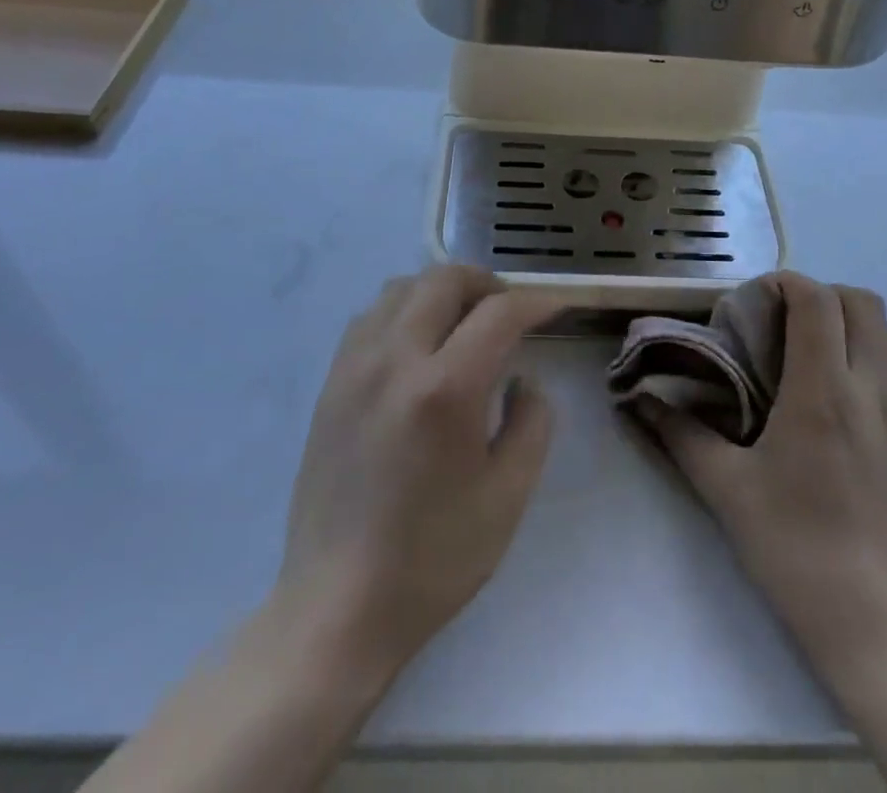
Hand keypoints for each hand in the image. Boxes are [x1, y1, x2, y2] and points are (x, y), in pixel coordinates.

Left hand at [269, 265, 559, 690]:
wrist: (337, 607)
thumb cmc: (433, 558)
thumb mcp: (508, 495)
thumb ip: (532, 420)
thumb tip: (522, 378)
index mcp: (445, 389)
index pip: (500, 312)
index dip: (537, 302)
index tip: (557, 308)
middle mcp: (395, 360)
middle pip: (444, 279)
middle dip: (487, 284)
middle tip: (511, 312)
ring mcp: (354, 368)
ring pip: (402, 288)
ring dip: (442, 291)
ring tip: (464, 323)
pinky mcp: (330, 384)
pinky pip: (371, 317)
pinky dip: (404, 310)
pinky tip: (419, 346)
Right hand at [634, 272, 886, 698]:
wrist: (884, 627)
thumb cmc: (797, 550)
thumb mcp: (727, 490)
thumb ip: (680, 434)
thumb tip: (637, 399)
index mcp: (823, 390)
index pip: (816, 299)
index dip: (785, 283)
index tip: (756, 301)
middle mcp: (874, 387)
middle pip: (860, 302)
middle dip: (820, 296)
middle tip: (784, 325)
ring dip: (849, 327)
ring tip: (814, 360)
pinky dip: (874, 361)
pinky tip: (848, 403)